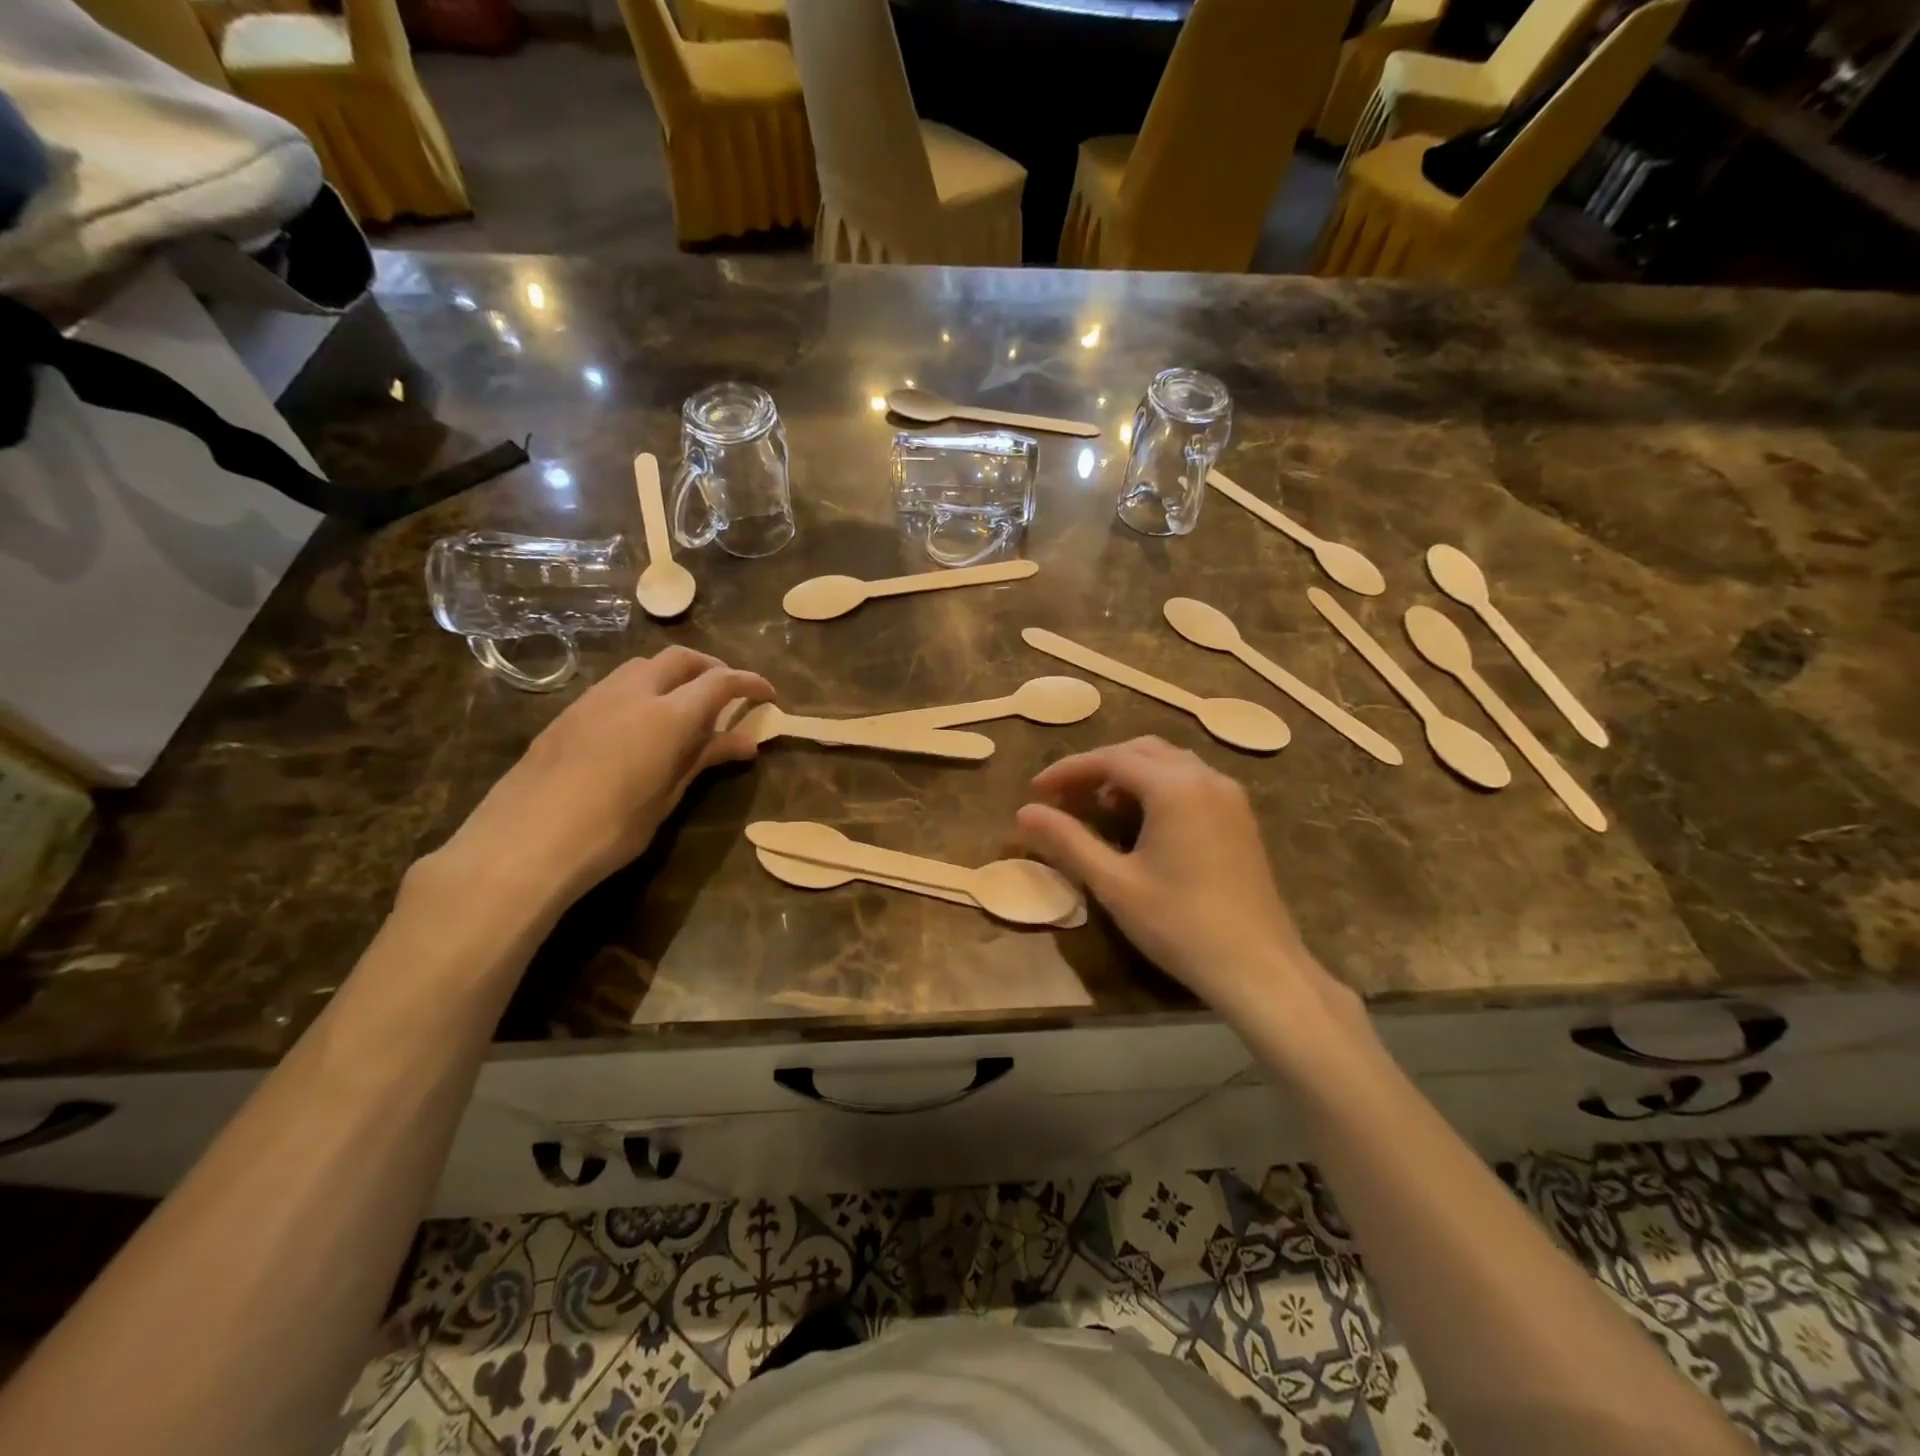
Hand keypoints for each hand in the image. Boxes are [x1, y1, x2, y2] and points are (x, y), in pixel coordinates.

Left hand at [436, 648, 772, 911]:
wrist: (522, 843)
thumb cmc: (610, 829)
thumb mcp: (667, 796)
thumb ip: (705, 759)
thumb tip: (745, 742)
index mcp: (668, 715)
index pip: (720, 682)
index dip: (749, 683)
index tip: (768, 693)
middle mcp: (633, 692)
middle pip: (681, 658)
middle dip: (711, 668)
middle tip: (728, 695)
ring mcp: (596, 698)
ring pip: (645, 666)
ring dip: (674, 674)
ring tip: (686, 707)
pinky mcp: (569, 712)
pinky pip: (617, 684)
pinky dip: (644, 689)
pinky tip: (642, 723)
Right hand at [1017, 737, 1353, 1029]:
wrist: (1259, 968)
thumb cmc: (1180, 925)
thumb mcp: (1114, 883)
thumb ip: (1068, 841)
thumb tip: (1024, 812)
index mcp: (1175, 787)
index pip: (1110, 759)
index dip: (1068, 770)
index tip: (1036, 790)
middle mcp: (1206, 778)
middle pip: (1141, 751)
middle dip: (1098, 767)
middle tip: (1064, 796)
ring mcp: (1229, 796)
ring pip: (1169, 762)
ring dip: (1129, 774)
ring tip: (1098, 806)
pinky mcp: (1240, 817)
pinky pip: (1191, 781)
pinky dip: (1158, 786)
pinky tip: (1142, 820)